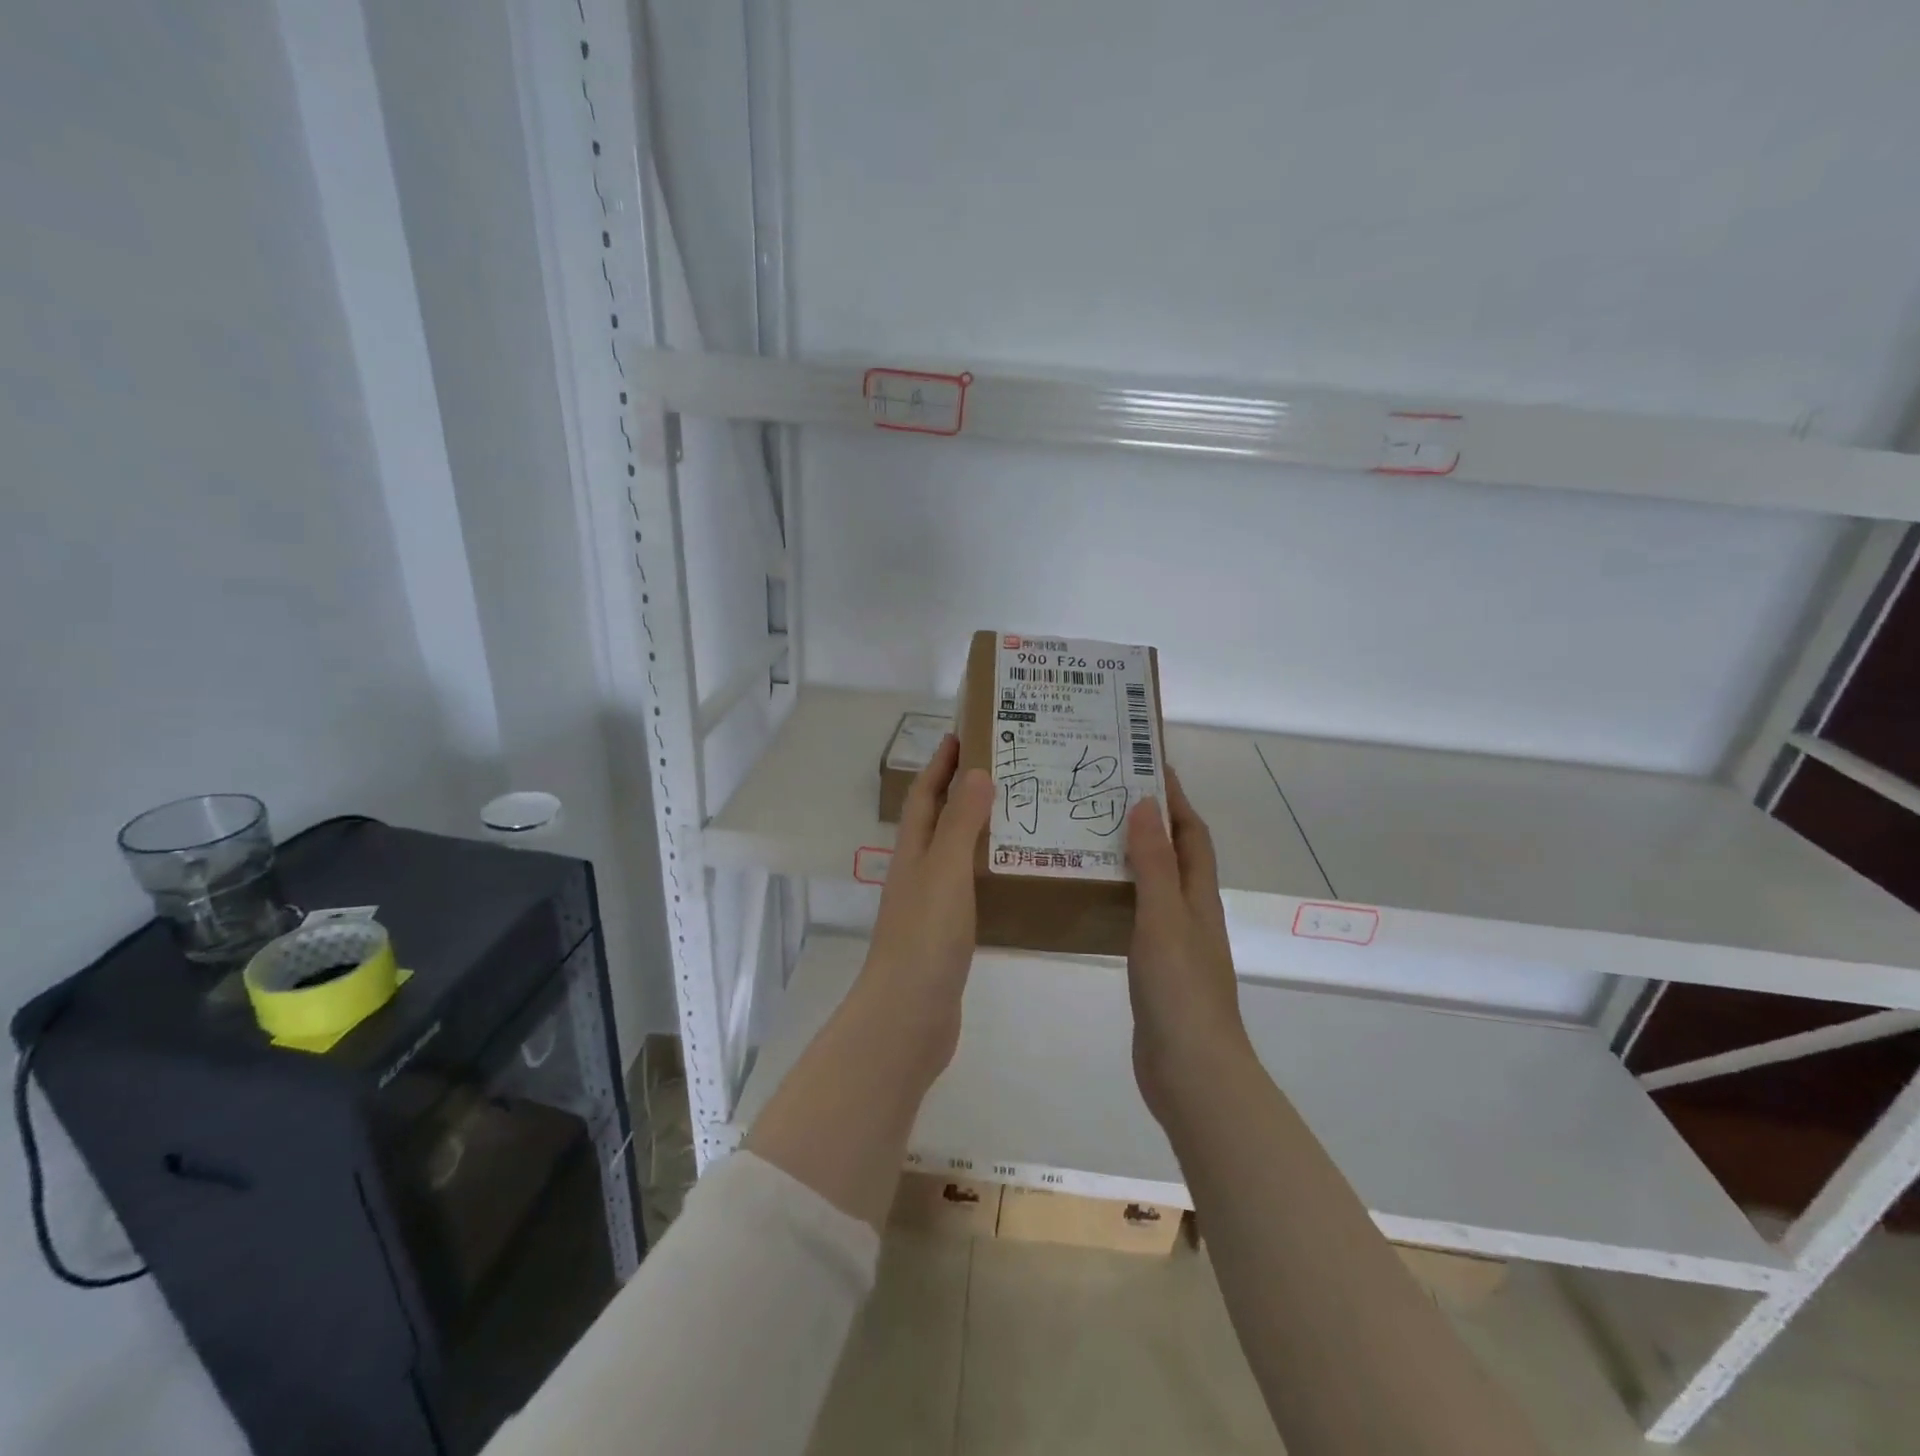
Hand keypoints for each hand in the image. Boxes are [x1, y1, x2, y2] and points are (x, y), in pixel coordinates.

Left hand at [858, 733, 994, 1072]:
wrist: (908, 1016)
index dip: (939, 765)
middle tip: (1004, 769)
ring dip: (977, 831)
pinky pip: (968, 889)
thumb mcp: (945, 871)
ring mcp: (930, 907)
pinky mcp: (947, 936)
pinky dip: (986, 872)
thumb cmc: (925, 937)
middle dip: (961, 791)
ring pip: (954, 855)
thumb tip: (976, 772)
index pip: (925, 796)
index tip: (962, 734)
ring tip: (1018, 815)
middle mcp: (917, 873)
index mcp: (913, 853)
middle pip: (937, 822)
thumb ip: (960, 824)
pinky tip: (1013, 876)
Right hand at [1125, 765, 1249, 1124]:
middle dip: (1151, 821)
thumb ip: (1154, 863)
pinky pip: (1139, 915)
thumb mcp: (1164, 917)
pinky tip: (1094, 896)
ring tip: (1093, 834)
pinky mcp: (1155, 968)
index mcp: (1199, 897)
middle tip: (1108, 795)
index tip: (1150, 764)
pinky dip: (1123, 895)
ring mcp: (1175, 942)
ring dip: (1134, 856)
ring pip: (1156, 885)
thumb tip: (1146, 804)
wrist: (1191, 1070)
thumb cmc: (1180, 989)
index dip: (1176, 799)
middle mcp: (1191, 913)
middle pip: (1176, 855)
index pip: (1191, 834)